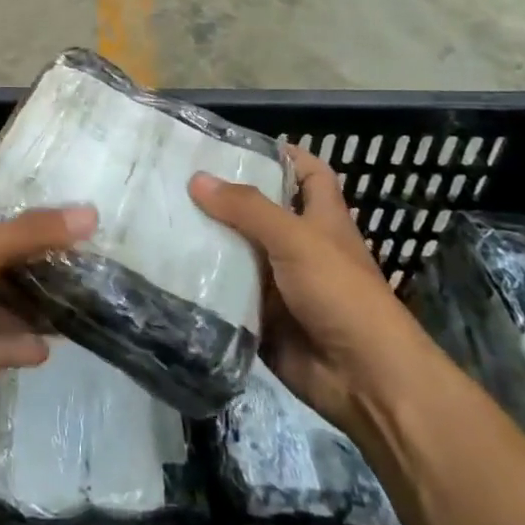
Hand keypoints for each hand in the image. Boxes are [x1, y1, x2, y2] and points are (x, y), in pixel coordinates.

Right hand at [190, 145, 439, 426]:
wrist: (365, 380)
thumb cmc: (340, 293)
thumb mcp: (296, 239)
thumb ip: (247, 208)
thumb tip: (197, 178)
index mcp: (320, 219)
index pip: (307, 173)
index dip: (281, 154)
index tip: (234, 144)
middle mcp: (299, 246)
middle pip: (259, 211)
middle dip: (224, 197)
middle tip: (176, 178)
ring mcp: (280, 283)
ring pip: (238, 252)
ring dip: (208, 240)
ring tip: (159, 215)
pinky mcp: (263, 317)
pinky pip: (228, 293)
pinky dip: (204, 283)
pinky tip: (166, 266)